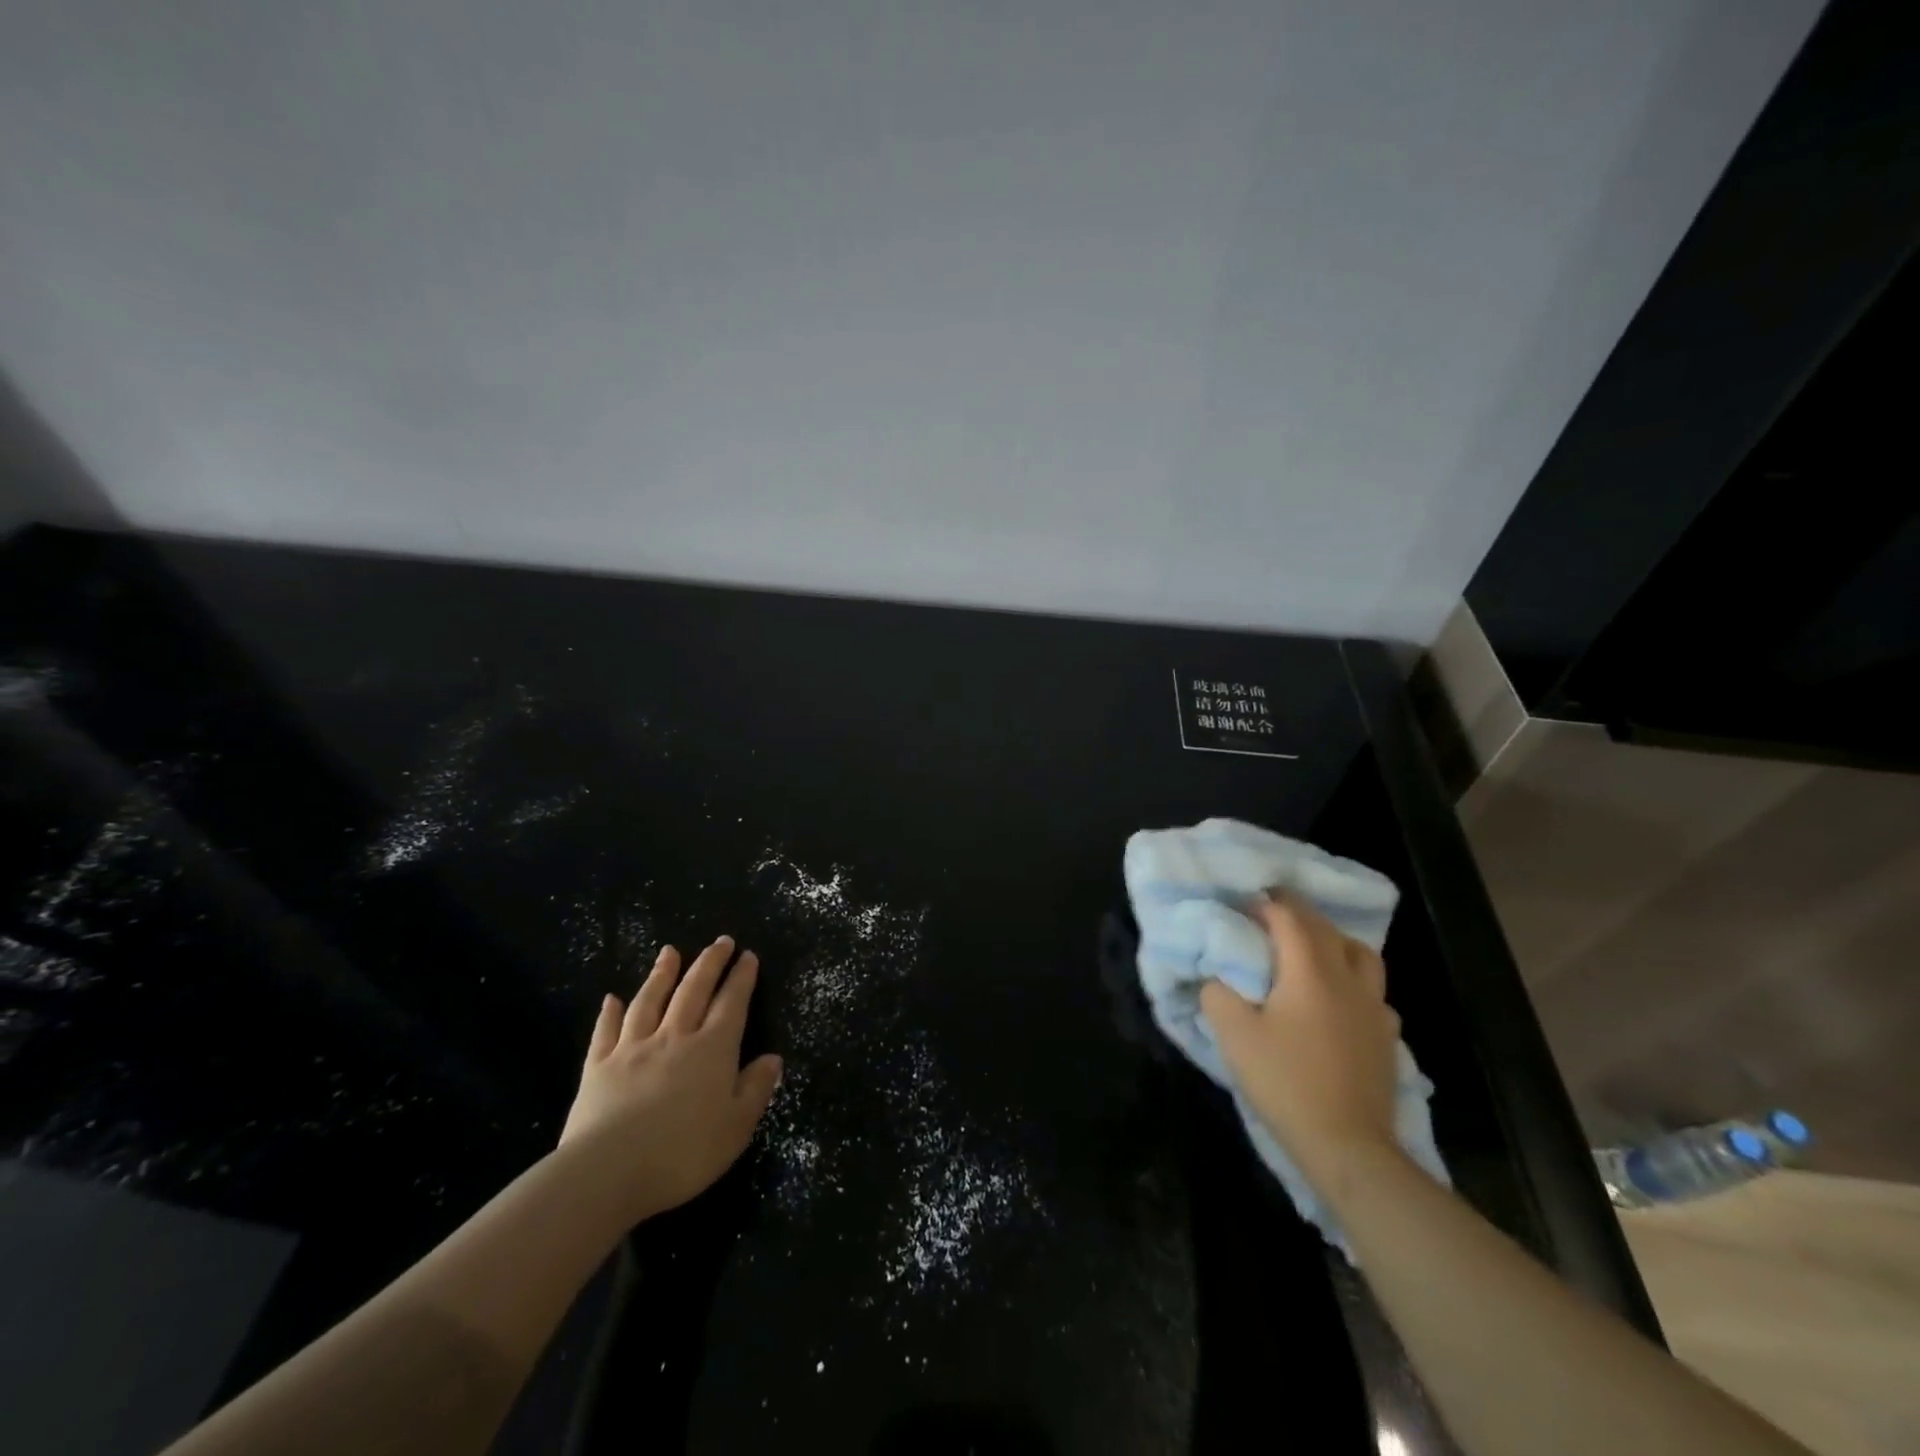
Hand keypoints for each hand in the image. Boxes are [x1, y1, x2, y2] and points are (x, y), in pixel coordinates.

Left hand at [558, 935, 782, 1223]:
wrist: (606, 1173)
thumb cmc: (683, 1153)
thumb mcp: (736, 1127)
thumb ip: (755, 1089)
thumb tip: (773, 1058)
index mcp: (712, 1050)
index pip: (731, 1003)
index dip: (741, 978)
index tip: (747, 955)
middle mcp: (674, 1037)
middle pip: (693, 991)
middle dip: (709, 963)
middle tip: (721, 941)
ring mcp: (633, 1049)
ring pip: (650, 1001)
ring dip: (662, 974)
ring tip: (670, 951)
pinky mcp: (598, 1068)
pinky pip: (605, 1032)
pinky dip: (609, 1013)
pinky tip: (611, 999)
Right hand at [1199, 894, 1401, 1187]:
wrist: (1347, 1145)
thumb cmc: (1285, 1082)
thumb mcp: (1234, 1034)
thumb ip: (1217, 993)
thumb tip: (1216, 975)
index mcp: (1310, 971)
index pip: (1290, 918)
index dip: (1265, 905)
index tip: (1242, 905)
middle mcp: (1347, 979)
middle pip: (1326, 929)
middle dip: (1296, 914)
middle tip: (1268, 916)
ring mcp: (1374, 1008)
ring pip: (1360, 954)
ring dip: (1332, 941)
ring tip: (1309, 951)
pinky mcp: (1386, 1036)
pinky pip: (1371, 991)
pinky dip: (1351, 980)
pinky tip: (1336, 1000)